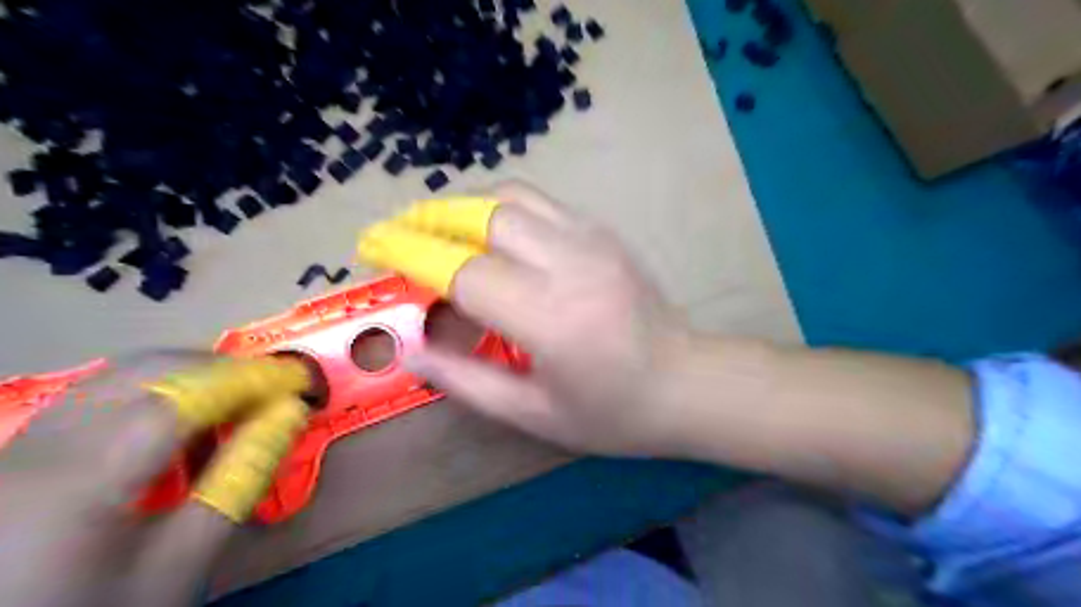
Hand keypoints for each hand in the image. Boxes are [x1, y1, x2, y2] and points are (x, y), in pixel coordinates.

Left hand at [0, 354, 312, 604]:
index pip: (184, 400)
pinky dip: (157, 389)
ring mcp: (27, 442)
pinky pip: (103, 391)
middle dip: (224, 370)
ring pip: (124, 372)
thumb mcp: (183, 560)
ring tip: (237, 401)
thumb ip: (241, 479)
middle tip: (274, 389)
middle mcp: (46, 446)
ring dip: (192, 375)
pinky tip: (183, 420)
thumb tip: (290, 414)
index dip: (251, 379)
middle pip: (150, 371)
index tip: (300, 378)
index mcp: (84, 480)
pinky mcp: (25, 447)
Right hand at [357, 182, 691, 457]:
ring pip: (511, 198)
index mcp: (552, 319)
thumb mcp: (534, 415)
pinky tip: (484, 231)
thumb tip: (414, 349)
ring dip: (461, 206)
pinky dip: (499, 208)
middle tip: (395, 234)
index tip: (373, 249)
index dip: (410, 256)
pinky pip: (539, 204)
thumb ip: (468, 381)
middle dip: (428, 219)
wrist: (687, 382)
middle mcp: (571, 265)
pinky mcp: (603, 232)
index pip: (464, 271)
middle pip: (482, 217)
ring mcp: (592, 240)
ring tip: (431, 226)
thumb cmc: (613, 413)